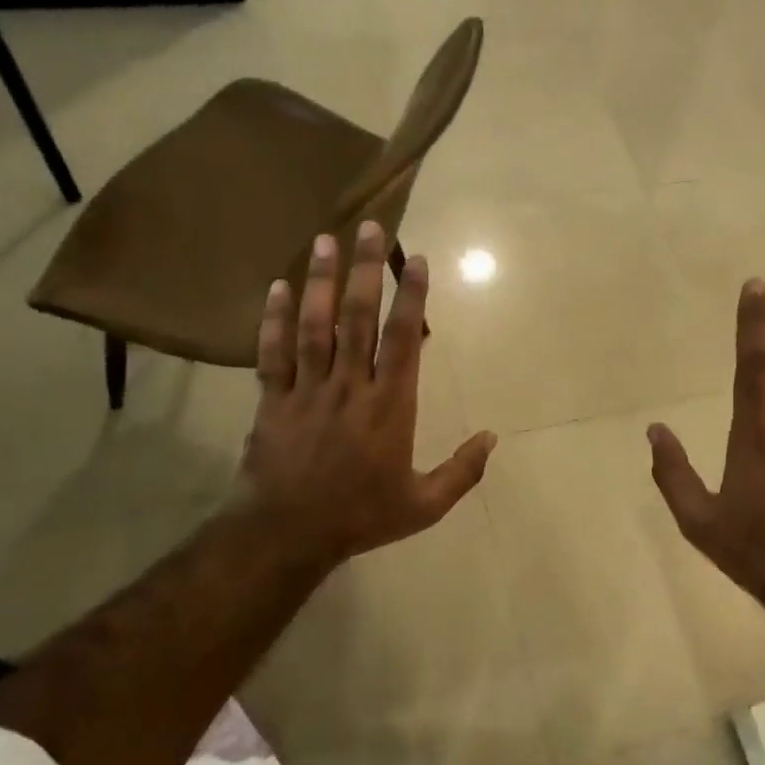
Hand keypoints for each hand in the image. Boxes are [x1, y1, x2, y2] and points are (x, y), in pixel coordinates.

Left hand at [220, 222, 495, 580]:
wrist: (285, 537)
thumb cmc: (360, 517)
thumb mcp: (423, 505)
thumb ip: (462, 471)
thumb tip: (493, 437)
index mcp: (390, 406)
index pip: (402, 339)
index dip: (410, 296)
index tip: (415, 259)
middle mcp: (349, 386)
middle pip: (358, 318)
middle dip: (365, 270)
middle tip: (369, 227)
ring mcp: (307, 390)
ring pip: (314, 326)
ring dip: (320, 281)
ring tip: (324, 240)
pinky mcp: (272, 401)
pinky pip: (272, 353)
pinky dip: (272, 319)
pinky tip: (276, 286)